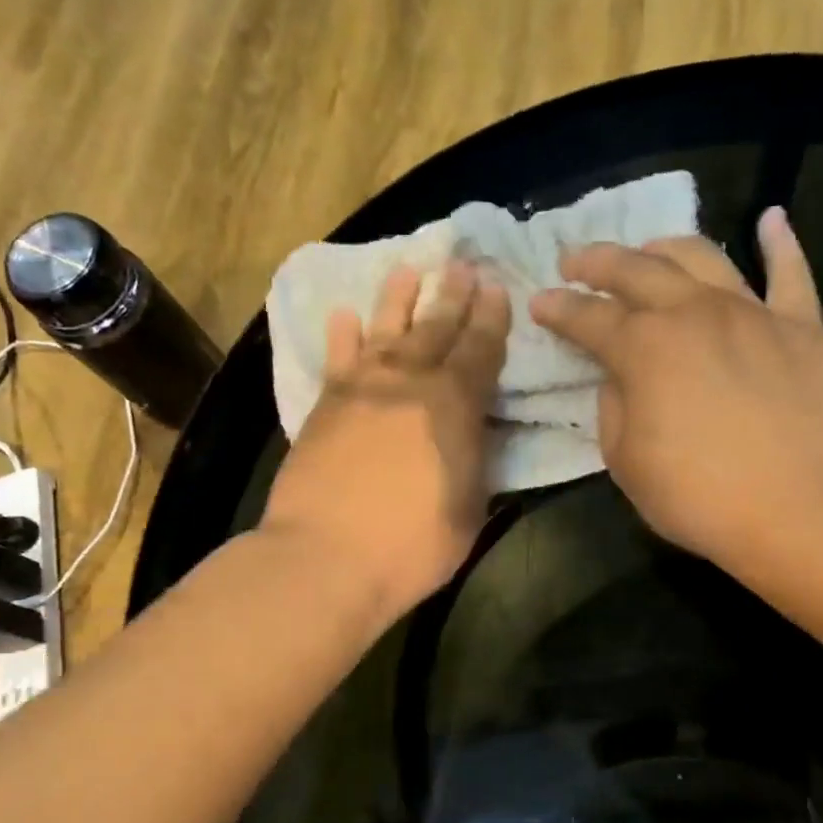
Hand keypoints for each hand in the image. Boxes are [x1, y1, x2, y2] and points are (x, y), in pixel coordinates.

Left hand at [261, 260, 510, 619]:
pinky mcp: (324, 405)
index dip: (492, 318)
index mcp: (455, 405)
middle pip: (435, 328)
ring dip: (399, 297)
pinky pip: (337, 358)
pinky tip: (344, 315)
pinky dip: (342, 334)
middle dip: (452, 294)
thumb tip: (476, 432)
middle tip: (461, 265)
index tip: (497, 288)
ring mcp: (361, 389)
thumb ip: (476, 462)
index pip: (481, 350)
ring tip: (408, 270)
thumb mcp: (469, 508)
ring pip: (385, 328)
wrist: (326, 557)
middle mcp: (409, 382)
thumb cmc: (412, 545)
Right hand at [531, 207, 822, 578]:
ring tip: (648, 249)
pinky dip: (781, 242)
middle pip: (638, 270)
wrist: (796, 510)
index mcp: (644, 348)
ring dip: (666, 247)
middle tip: (575, 260)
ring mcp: (752, 312)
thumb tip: (622, 378)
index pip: (589, 318)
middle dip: (599, 262)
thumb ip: (614, 409)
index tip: (540, 302)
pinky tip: (771, 219)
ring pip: (703, 258)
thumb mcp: (626, 463)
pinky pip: (790, 273)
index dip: (559, 309)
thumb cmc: (698, 496)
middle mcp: (693, 312)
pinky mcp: (802, 326)